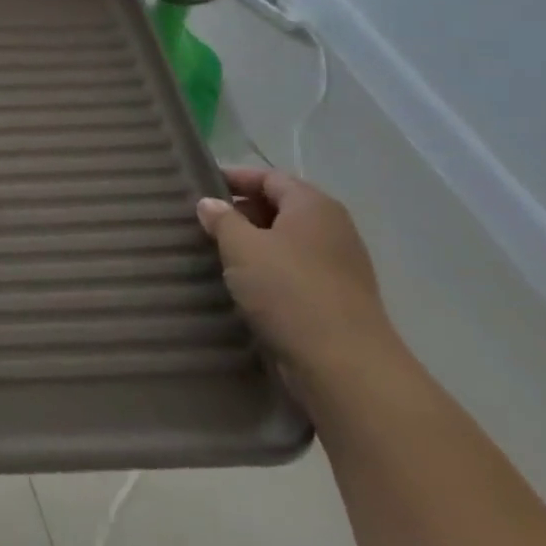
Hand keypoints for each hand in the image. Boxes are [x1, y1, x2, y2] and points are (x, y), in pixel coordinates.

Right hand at [196, 168, 396, 398]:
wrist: (346, 368)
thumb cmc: (289, 291)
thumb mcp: (242, 247)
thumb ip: (222, 220)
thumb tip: (209, 203)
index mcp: (313, 206)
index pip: (270, 177)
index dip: (235, 178)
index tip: (200, 188)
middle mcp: (332, 229)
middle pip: (280, 208)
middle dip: (242, 212)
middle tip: (204, 224)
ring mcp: (340, 267)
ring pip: (287, 243)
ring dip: (254, 246)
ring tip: (217, 255)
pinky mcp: (337, 301)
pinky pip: (296, 273)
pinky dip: (270, 273)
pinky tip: (244, 287)